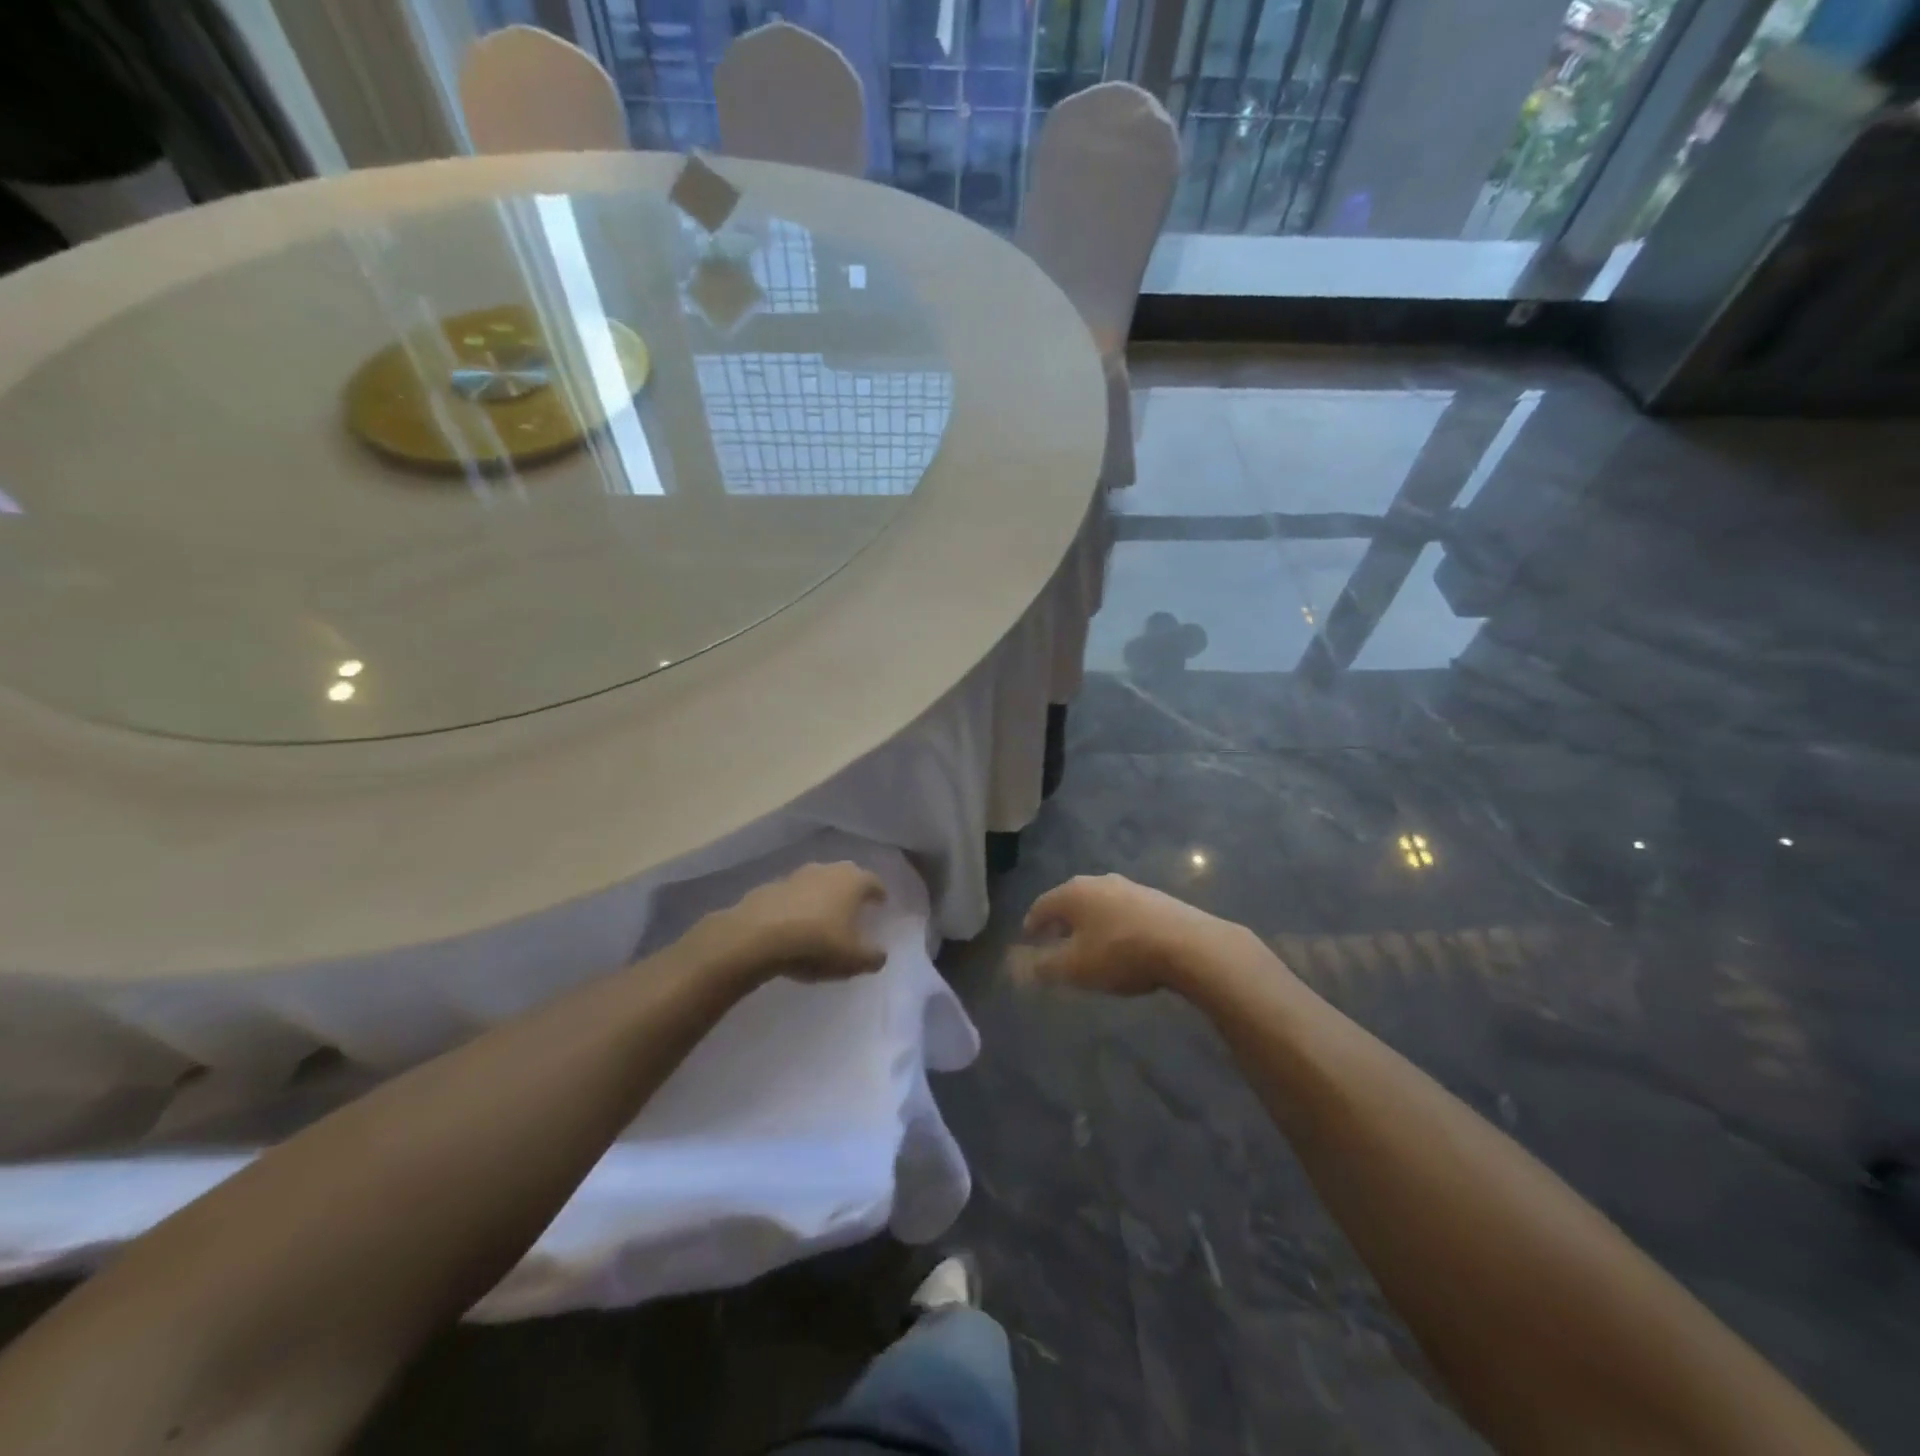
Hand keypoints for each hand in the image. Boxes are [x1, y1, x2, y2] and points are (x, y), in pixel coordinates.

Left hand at [710, 861, 887, 983]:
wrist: (758, 936)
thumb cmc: (817, 943)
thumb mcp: (853, 959)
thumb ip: (872, 957)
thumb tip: (880, 955)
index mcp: (853, 881)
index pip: (873, 881)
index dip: (879, 893)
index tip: (881, 902)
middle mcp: (827, 870)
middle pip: (845, 875)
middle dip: (851, 889)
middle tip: (854, 906)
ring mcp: (796, 876)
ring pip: (817, 882)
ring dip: (821, 896)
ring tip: (823, 916)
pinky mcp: (769, 887)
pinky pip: (791, 895)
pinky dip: (797, 905)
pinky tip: (793, 924)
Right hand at [1021, 874, 1239, 995]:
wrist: (1187, 944)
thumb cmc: (1120, 953)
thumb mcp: (1075, 967)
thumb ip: (1044, 966)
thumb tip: (1021, 965)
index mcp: (1073, 893)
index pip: (1041, 905)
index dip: (1032, 924)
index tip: (1028, 940)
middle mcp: (1098, 881)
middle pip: (1070, 900)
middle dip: (1061, 921)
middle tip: (1055, 942)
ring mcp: (1130, 886)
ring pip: (1098, 903)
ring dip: (1089, 922)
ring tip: (1089, 944)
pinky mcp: (1155, 898)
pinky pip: (1123, 910)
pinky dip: (1113, 924)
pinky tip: (1121, 943)